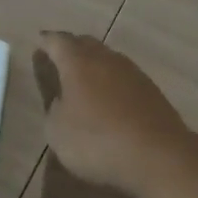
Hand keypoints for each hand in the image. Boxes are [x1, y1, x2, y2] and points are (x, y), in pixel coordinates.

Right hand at [36, 32, 194, 195]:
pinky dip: (114, 83)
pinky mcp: (153, 92)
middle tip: (61, 56)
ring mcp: (135, 74)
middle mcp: (108, 60)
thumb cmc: (97, 141)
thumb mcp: (58, 131)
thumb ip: (55, 109)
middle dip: (72, 48)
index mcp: (79, 63)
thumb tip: (64, 99)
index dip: (47, 42)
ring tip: (85, 78)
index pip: (59, 42)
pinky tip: (111, 97)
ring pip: (109, 60)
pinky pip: (126, 79)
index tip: (40, 41)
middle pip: (87, 44)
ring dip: (96, 65)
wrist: (157, 155)